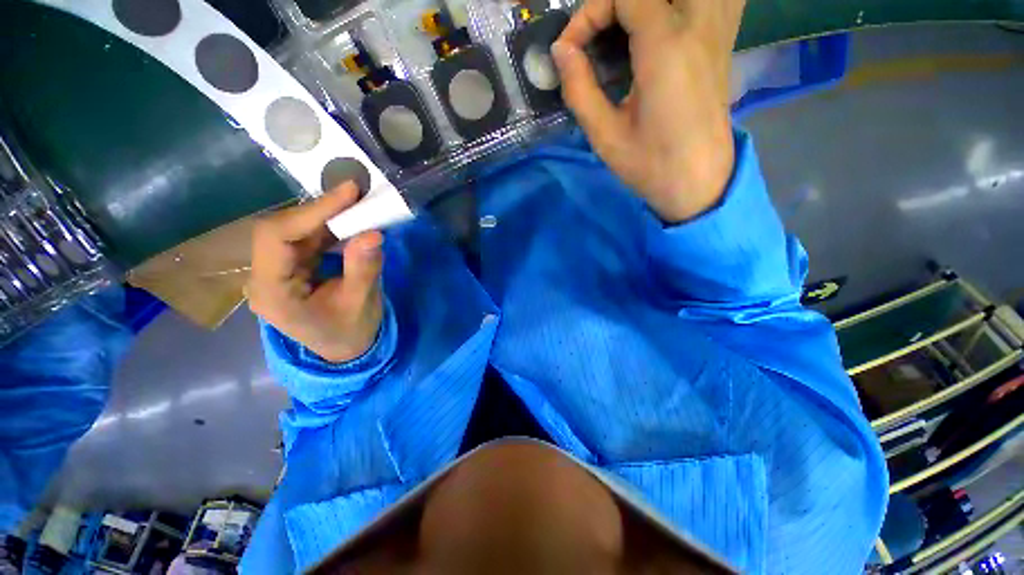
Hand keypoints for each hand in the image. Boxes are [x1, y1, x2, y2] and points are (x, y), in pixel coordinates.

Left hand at [248, 184, 384, 363]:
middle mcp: (265, 277)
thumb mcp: (361, 303)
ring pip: (295, 230)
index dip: (311, 211)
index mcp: (272, 293)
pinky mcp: (292, 267)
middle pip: (282, 229)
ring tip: (358, 205)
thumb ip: (364, 269)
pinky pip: (307, 238)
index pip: (276, 238)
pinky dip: (331, 227)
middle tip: (356, 194)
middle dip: (321, 210)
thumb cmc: (351, 331)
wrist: (345, 348)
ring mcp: (277, 271)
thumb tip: (374, 233)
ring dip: (328, 216)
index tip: (348, 193)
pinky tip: (350, 222)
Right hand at [553, 0, 745, 222]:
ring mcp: (717, 30)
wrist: (699, 182)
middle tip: (598, 35)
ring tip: (625, 34)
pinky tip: (664, 25)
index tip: (570, 51)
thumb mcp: (605, 136)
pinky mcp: (723, 42)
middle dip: (615, 4)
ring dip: (649, 4)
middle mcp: (698, 24)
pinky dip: (682, 4)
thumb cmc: (651, 165)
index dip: (587, 14)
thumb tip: (561, 51)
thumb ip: (579, 89)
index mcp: (666, 46)